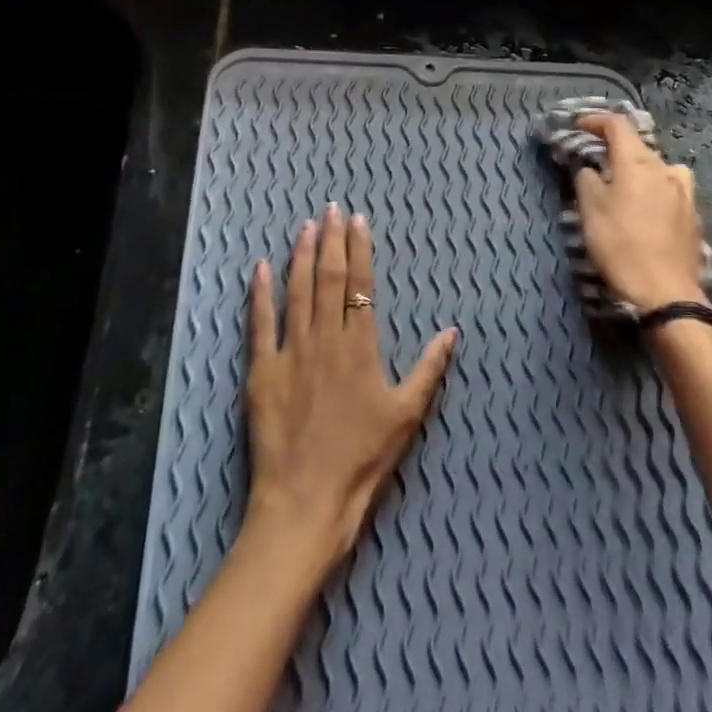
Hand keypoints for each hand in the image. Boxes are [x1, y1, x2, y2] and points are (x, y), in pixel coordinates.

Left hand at [244, 205, 457, 573]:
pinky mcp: (262, 371)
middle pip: (329, 279)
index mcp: (360, 347)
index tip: (358, 220)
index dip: (360, 250)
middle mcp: (325, 339)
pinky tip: (261, 267)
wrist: (306, 502)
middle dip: (331, 240)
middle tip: (331, 208)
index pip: (361, 285)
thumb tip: (452, 331)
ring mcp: (291, 352)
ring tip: (306, 227)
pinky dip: (260, 293)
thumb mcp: (407, 416)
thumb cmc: (363, 460)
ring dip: (302, 256)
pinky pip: (260, 323)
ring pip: (297, 292)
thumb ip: (429, 369)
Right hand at [574, 113, 706, 314]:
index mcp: (637, 162)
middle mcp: (665, 169)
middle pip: (638, 145)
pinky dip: (654, 188)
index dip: (595, 120)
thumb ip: (586, 178)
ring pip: (657, 167)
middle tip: (594, 159)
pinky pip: (670, 188)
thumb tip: (588, 166)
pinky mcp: (693, 214)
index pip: (617, 125)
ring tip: (624, 184)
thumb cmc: (620, 246)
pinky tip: (647, 207)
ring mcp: (684, 192)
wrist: (666, 292)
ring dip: (638, 168)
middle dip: (614, 147)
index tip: (577, 126)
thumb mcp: (590, 209)